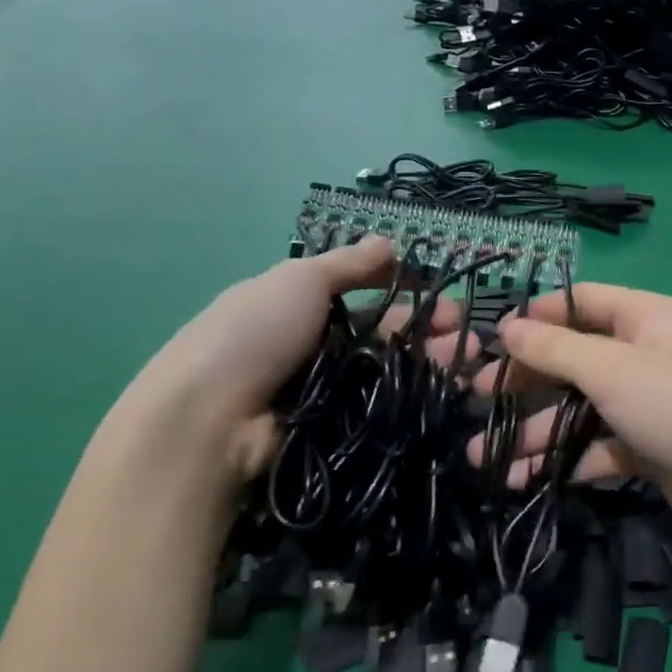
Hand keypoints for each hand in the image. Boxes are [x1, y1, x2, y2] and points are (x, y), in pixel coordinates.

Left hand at [111, 238, 463, 483]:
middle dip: (424, 329)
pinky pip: (378, 409)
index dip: (404, 292)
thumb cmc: (255, 333)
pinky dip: (408, 399)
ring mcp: (324, 391)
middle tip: (460, 335)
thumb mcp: (300, 280)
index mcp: (299, 305)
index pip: (363, 295)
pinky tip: (441, 393)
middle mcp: (314, 346)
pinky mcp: (333, 430)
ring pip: (386, 372)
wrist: (210, 419)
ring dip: (425, 362)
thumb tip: (389, 241)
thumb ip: (349, 263)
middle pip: (381, 335)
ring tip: (460, 363)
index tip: (441, 298)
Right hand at [466, 284, 671, 548]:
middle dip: (525, 382)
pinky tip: (525, 479)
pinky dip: (563, 460)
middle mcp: (644, 355)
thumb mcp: (613, 368)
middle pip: (572, 359)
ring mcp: (646, 404)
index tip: (492, 340)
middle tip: (476, 399)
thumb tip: (507, 326)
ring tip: (484, 458)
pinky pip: (595, 447)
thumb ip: (556, 348)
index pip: (580, 302)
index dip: (536, 317)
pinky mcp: (647, 449)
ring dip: (533, 432)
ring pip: (578, 409)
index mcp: (644, 318)